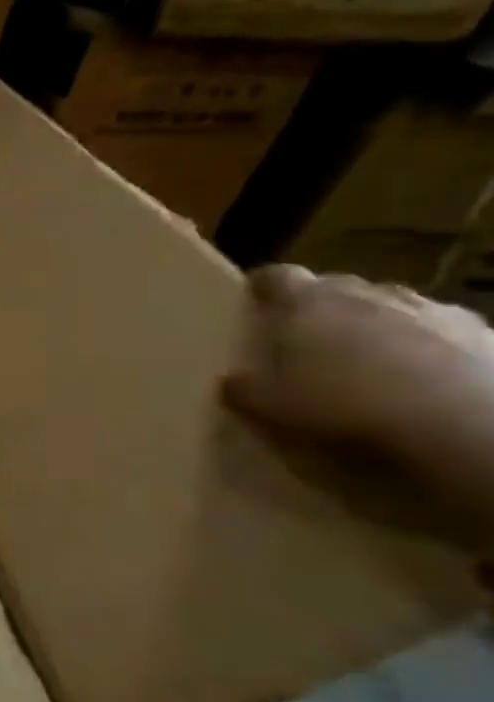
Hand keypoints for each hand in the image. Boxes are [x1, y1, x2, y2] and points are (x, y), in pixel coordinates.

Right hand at [225, 265, 493, 461]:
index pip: (275, 276)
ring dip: (378, 326)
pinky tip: (425, 383)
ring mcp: (432, 310)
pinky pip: (443, 333)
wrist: (467, 425)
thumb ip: (243, 388)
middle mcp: (368, 294)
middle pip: (337, 288)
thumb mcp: (268, 407)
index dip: (262, 288)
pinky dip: (430, 348)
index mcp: (308, 303)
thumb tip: (233, 381)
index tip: (253, 305)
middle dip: (323, 308)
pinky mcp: (485, 335)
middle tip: (308, 342)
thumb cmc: (345, 407)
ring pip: (393, 307)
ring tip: (370, 364)